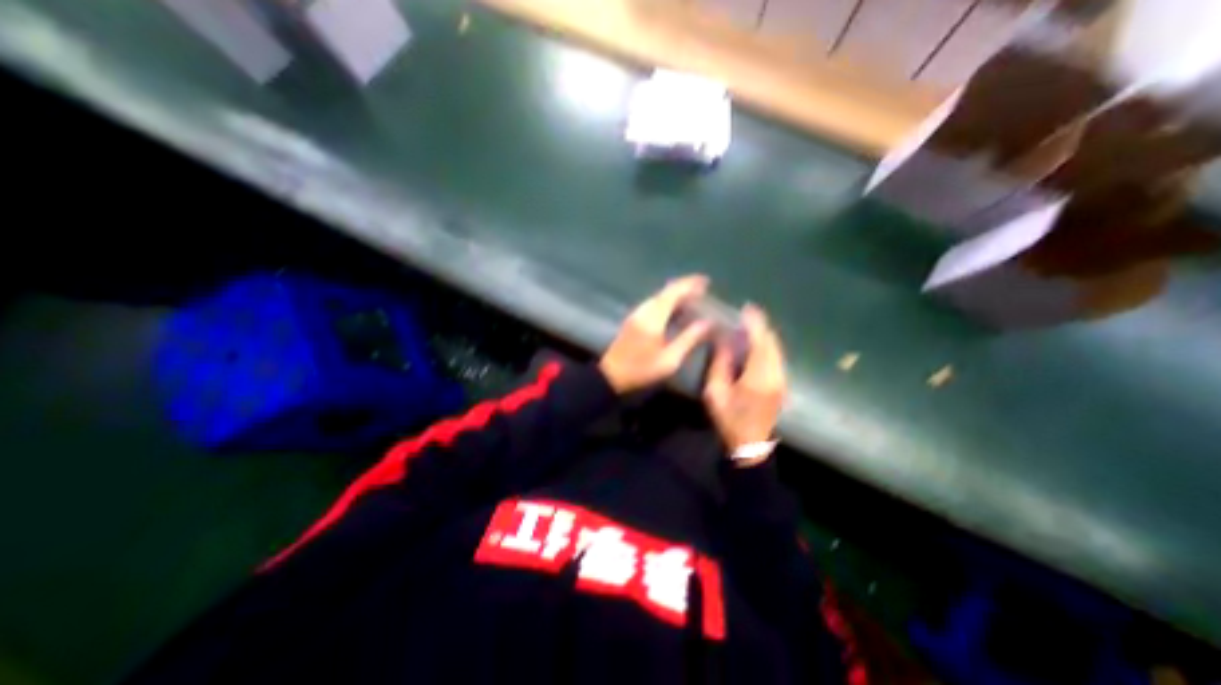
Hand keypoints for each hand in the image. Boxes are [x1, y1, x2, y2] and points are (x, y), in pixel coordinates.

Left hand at [599, 272, 718, 392]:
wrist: (611, 375)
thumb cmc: (642, 370)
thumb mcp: (670, 360)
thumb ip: (689, 339)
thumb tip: (708, 322)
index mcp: (653, 318)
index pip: (673, 293)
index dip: (690, 284)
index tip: (706, 281)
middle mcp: (644, 311)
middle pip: (665, 291)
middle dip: (684, 286)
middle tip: (703, 288)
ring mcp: (636, 314)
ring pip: (658, 296)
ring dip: (675, 292)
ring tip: (692, 296)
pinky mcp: (632, 319)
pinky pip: (653, 303)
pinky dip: (667, 300)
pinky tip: (675, 308)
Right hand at [702, 303, 787, 459]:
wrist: (750, 445)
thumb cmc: (728, 420)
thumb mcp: (715, 393)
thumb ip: (720, 364)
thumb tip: (724, 341)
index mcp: (758, 377)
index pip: (760, 343)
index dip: (755, 323)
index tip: (748, 308)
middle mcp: (775, 375)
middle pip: (772, 343)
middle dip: (761, 326)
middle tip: (748, 313)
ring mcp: (782, 380)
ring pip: (777, 350)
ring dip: (765, 335)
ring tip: (751, 325)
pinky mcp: (782, 385)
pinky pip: (777, 358)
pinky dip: (768, 346)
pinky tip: (757, 344)